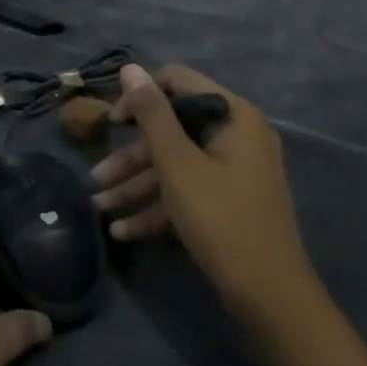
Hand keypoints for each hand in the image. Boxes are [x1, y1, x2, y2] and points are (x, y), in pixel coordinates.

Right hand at [91, 64, 314, 319]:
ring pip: (175, 165)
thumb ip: (151, 113)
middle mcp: (237, 136)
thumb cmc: (220, 218)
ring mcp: (234, 172)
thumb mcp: (177, 163)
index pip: (178, 82)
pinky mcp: (228, 202)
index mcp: (232, 116)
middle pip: (172, 130)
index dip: (140, 96)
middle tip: (96, 176)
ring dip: (136, 185)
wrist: (269, 297)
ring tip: (99, 207)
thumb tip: (130, 69)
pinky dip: (157, 207)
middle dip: (131, 157)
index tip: (112, 122)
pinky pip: (187, 192)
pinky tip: (122, 230)